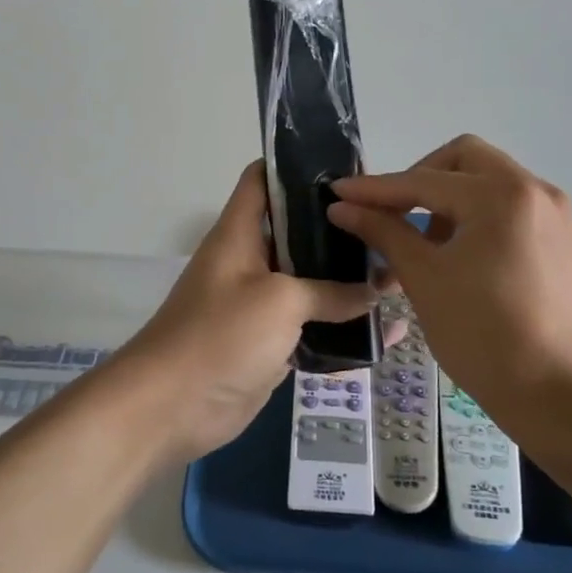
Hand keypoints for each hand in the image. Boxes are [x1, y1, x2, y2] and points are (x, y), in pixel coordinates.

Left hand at [122, 162, 379, 461]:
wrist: (172, 407)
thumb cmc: (220, 335)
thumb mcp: (280, 302)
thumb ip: (330, 291)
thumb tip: (373, 291)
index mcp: (240, 233)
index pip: (263, 179)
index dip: (298, 165)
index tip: (347, 168)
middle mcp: (251, 261)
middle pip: (298, 233)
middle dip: (340, 229)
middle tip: (391, 224)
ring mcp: (260, 304)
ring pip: (310, 283)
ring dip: (348, 282)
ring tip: (399, 272)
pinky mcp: (269, 343)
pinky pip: (312, 327)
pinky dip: (343, 328)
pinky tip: (386, 331)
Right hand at [327, 135, 571, 432]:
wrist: (563, 397)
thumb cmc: (484, 336)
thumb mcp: (424, 279)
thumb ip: (383, 232)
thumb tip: (342, 207)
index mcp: (500, 195)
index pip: (423, 180)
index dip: (375, 188)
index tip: (338, 193)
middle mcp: (535, 191)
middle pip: (465, 159)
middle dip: (421, 179)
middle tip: (394, 214)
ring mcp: (557, 216)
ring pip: (492, 182)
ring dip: (453, 199)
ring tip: (428, 244)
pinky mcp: (567, 243)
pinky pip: (514, 210)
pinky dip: (481, 218)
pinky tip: (464, 259)